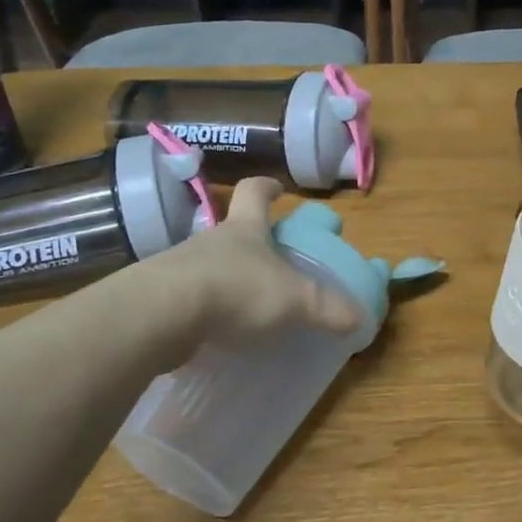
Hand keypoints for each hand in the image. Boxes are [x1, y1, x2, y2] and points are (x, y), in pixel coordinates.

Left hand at [144, 177, 360, 346]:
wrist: (159, 316)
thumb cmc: (235, 290)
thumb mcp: (293, 300)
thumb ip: (327, 308)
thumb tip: (362, 318)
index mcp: (245, 229)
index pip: (254, 192)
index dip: (267, 188)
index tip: (277, 189)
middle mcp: (211, 241)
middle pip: (232, 231)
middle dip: (251, 243)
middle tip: (272, 263)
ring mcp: (180, 268)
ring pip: (209, 266)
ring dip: (226, 279)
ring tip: (245, 306)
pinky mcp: (160, 300)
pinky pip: (189, 300)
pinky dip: (204, 312)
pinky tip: (216, 333)